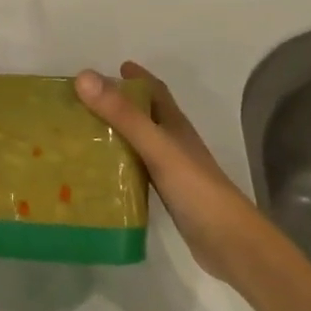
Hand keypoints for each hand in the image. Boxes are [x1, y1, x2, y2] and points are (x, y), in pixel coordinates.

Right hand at [75, 62, 258, 283]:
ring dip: (117, 133)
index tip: (112, 68)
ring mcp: (172, 169)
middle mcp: (174, 142)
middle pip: (146, 114)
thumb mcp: (156, 146)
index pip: (155, 91)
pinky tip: (100, 172)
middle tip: (85, 103)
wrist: (227, 241)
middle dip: (121, 103)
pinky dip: (120, 164)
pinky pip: (137, 170)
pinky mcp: (167, 194)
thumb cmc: (194, 187)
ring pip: (140, 142)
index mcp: (174, 125)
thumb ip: (122, 114)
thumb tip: (84, 77)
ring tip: (84, 134)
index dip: (137, 77)